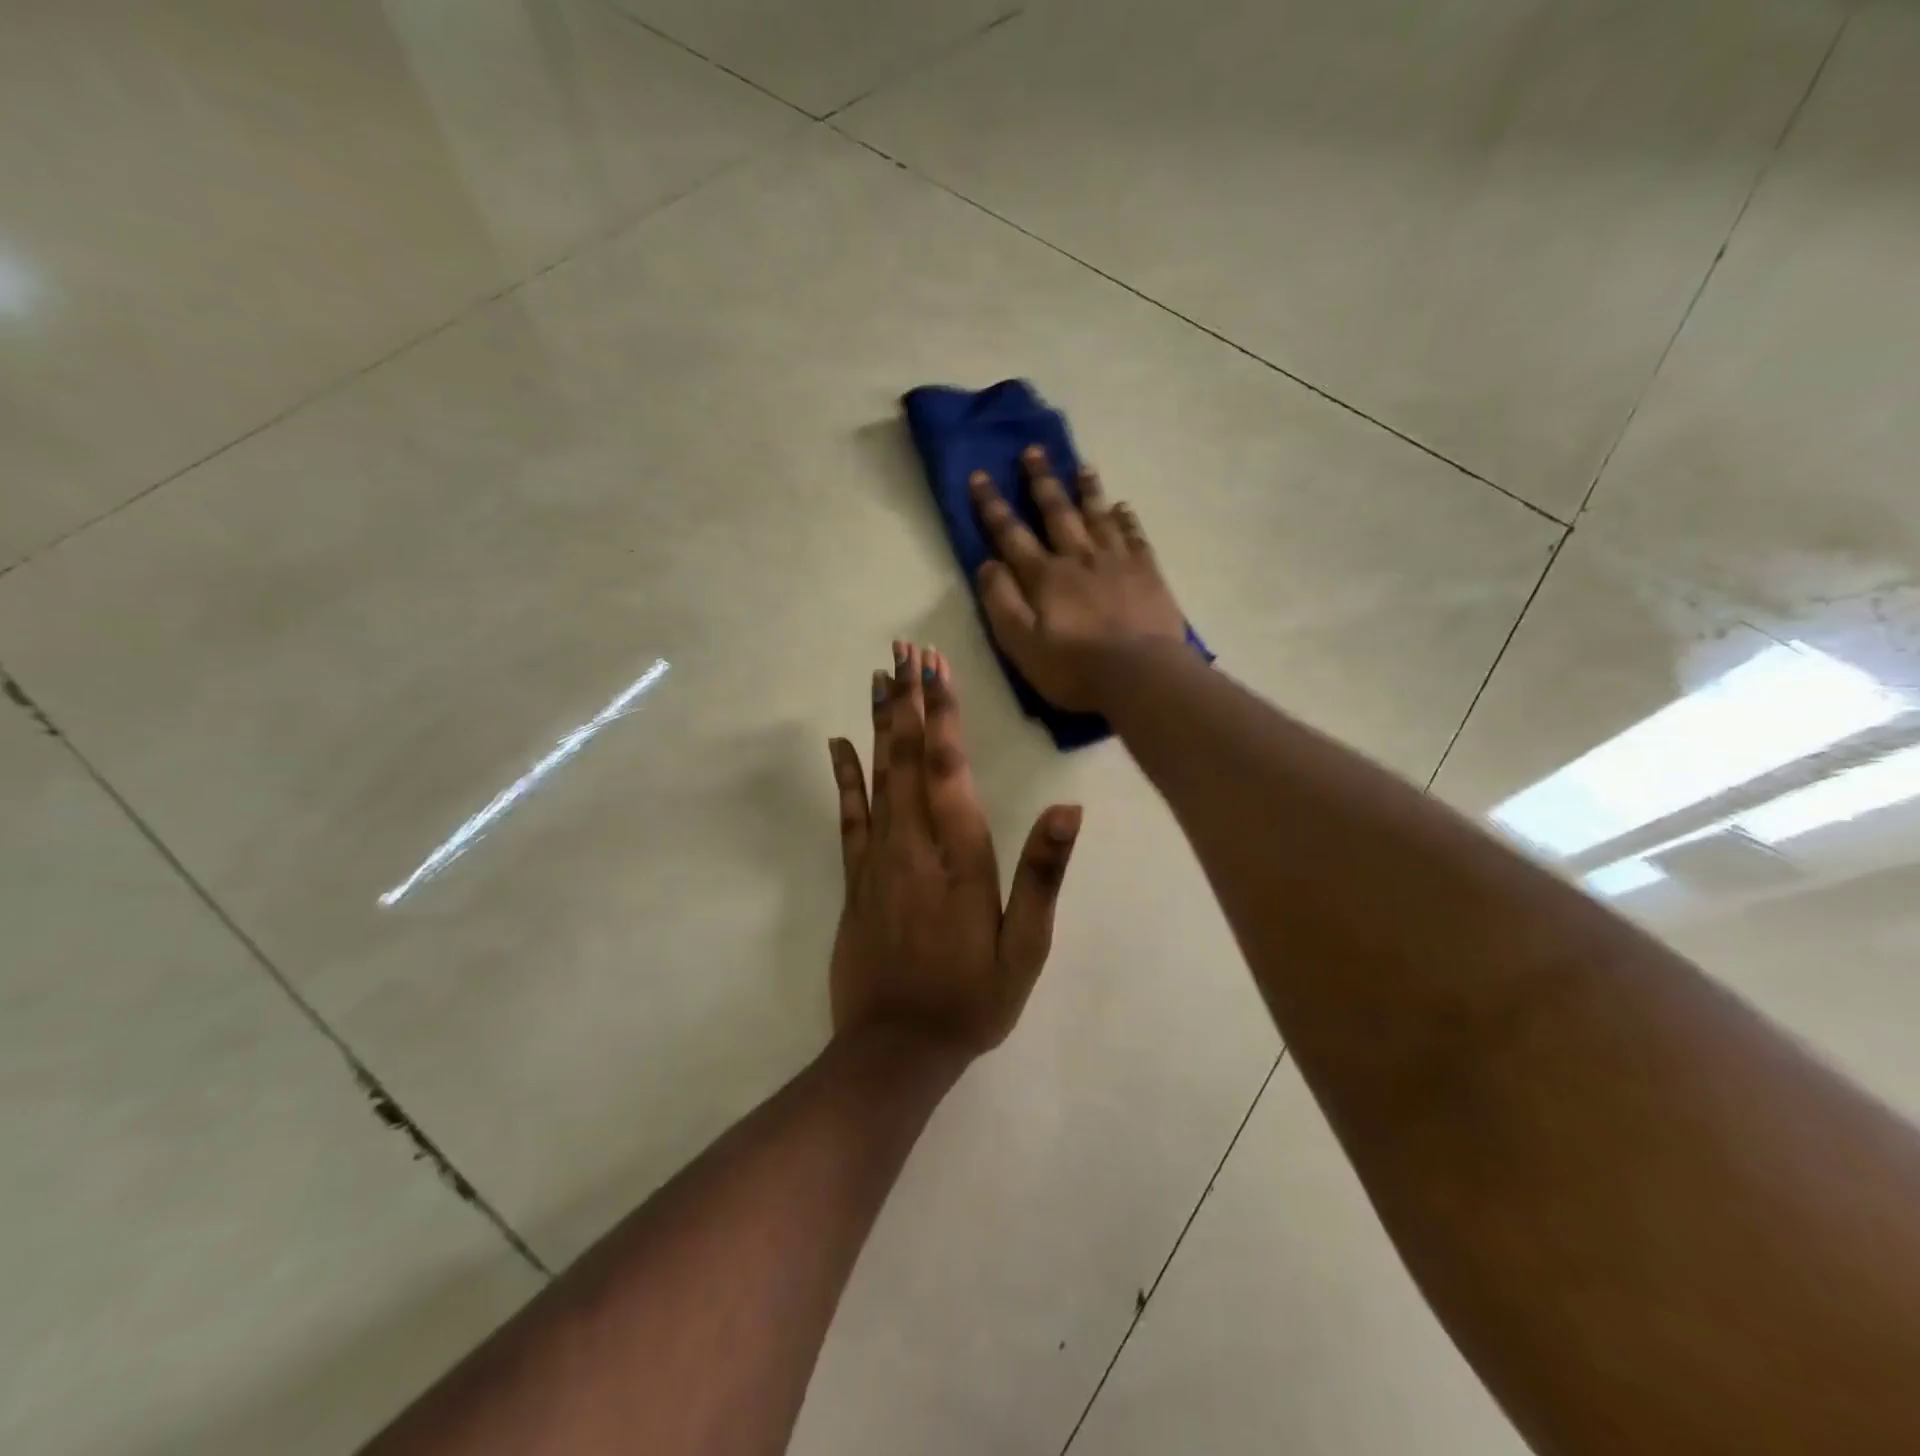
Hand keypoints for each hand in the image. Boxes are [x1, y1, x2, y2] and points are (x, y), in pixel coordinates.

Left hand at [827, 642, 1080, 1057]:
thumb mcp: (1026, 947)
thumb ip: (1042, 874)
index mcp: (960, 856)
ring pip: (877, 775)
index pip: (948, 768)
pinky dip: (844, 776)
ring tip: (878, 676)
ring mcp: (878, 859)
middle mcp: (914, 845)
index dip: (942, 714)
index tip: (935, 668)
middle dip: (907, 700)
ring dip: (878, 722)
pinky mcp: (855, 879)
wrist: (896, 1049)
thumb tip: (1067, 810)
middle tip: (904, 650)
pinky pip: (848, 816)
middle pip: (907, 757)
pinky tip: (839, 744)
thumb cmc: (973, 998)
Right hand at [969, 446, 1188, 711]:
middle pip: (1057, 512)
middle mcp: (1078, 558)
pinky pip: (1134, 536)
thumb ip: (1001, 602)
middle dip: (1042, 481)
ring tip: (1081, 466)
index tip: (980, 475)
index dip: (992, 505)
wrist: (1140, 676)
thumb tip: (986, 564)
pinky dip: (1126, 519)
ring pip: (1098, 516)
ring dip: (1087, 490)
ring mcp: (1117, 562)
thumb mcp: (1020, 643)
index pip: (1011, 533)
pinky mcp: (1147, 574)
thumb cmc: (1074, 668)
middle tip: (1034, 451)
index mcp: (1044, 576)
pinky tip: (1122, 507)